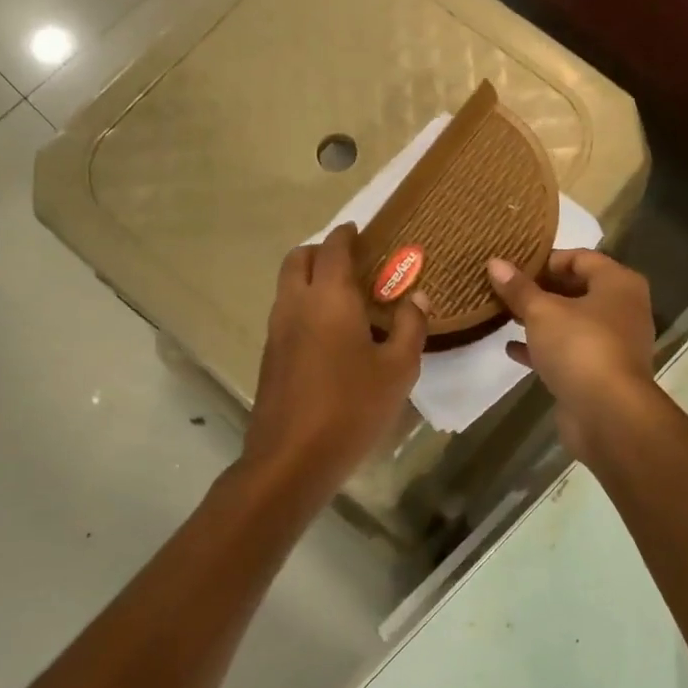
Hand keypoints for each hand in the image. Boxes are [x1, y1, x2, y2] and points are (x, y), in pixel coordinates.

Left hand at [245, 224, 426, 494]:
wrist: (292, 458)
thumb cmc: (352, 407)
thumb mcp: (398, 369)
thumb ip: (410, 327)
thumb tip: (417, 298)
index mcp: (330, 298)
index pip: (334, 249)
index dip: (347, 234)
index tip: (360, 229)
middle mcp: (296, 304)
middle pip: (299, 258)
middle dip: (322, 250)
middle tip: (350, 261)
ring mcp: (277, 330)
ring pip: (287, 285)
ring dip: (310, 277)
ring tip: (343, 296)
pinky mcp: (270, 356)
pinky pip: (285, 312)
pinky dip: (303, 304)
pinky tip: (329, 332)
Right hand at [487, 250, 654, 456]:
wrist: (608, 414)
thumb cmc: (580, 347)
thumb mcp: (542, 311)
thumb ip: (518, 288)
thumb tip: (495, 263)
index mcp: (619, 284)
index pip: (581, 257)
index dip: (546, 259)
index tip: (514, 266)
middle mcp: (623, 309)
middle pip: (577, 289)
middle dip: (540, 290)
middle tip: (505, 289)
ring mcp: (614, 344)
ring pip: (572, 323)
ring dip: (540, 320)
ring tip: (504, 315)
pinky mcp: (600, 374)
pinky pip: (569, 352)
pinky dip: (544, 348)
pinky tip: (512, 349)